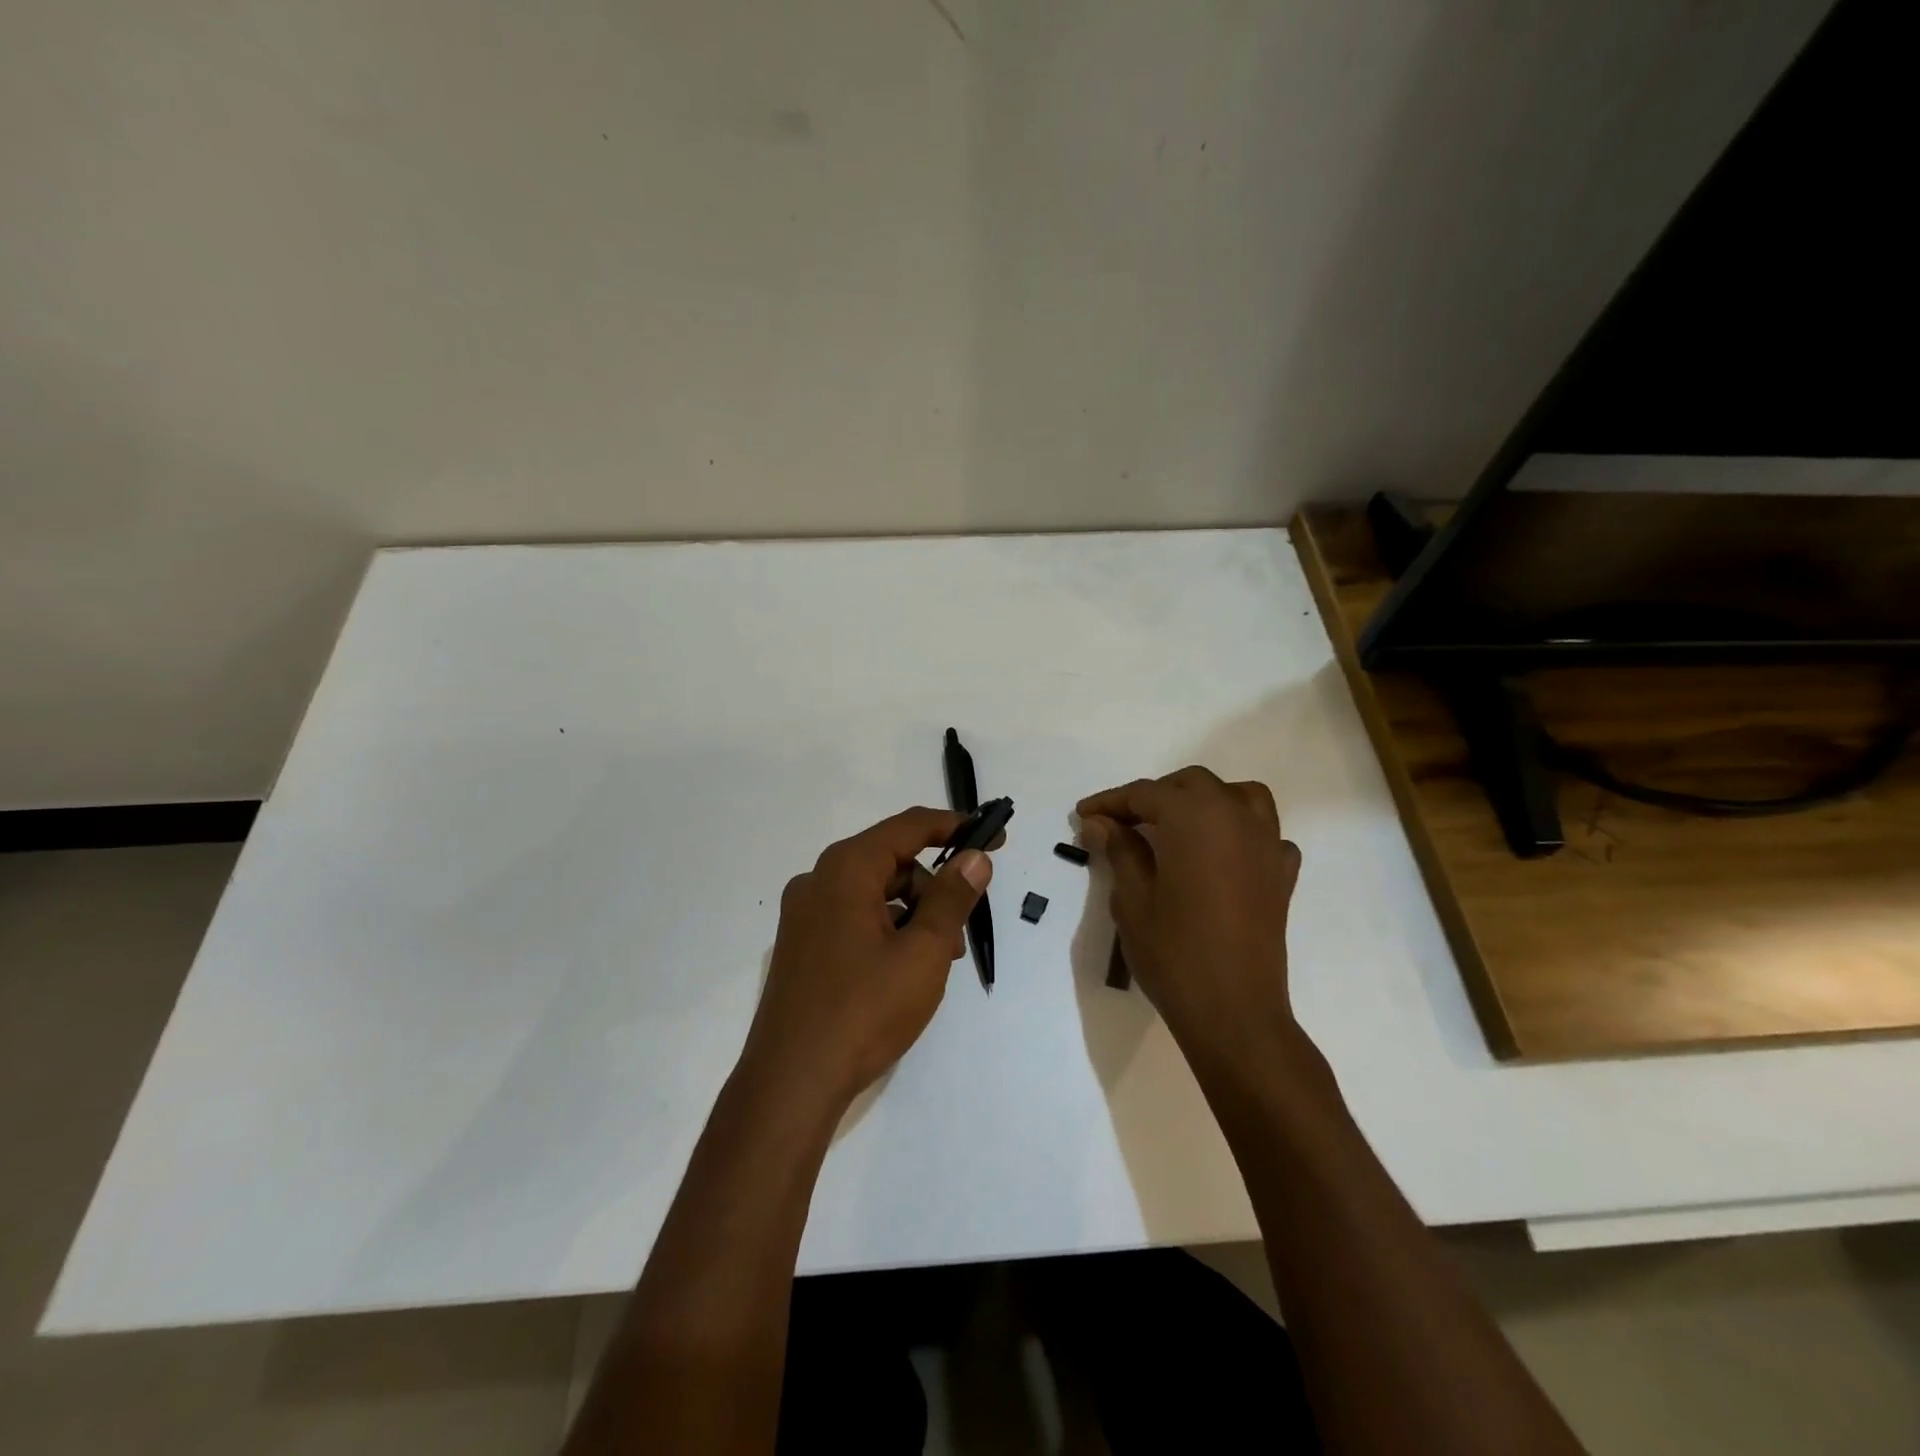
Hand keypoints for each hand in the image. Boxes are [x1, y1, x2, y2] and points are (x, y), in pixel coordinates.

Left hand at [741, 807, 993, 1112]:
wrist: (791, 1082)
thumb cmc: (865, 1010)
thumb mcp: (923, 952)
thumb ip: (952, 898)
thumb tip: (975, 857)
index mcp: (846, 869)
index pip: (909, 827)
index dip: (955, 827)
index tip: (993, 838)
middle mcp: (819, 881)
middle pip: (892, 862)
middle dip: (933, 889)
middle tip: (961, 934)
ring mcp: (805, 915)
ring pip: (875, 894)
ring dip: (913, 916)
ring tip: (936, 963)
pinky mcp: (802, 945)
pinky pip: (855, 918)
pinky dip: (887, 931)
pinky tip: (904, 972)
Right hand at [1077, 767, 1304, 1078]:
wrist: (1234, 1012)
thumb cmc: (1174, 952)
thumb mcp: (1132, 899)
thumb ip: (1119, 850)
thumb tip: (1100, 822)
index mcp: (1195, 817)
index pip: (1145, 794)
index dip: (1110, 802)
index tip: (1083, 814)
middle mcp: (1236, 817)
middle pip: (1192, 785)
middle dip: (1154, 796)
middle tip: (1121, 823)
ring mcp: (1267, 844)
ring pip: (1239, 797)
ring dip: (1205, 801)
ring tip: (1178, 826)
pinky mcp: (1282, 874)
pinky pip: (1264, 835)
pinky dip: (1241, 833)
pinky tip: (1221, 857)